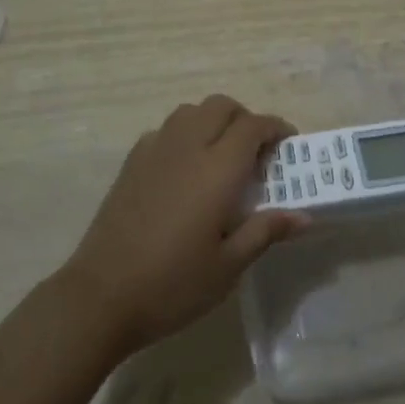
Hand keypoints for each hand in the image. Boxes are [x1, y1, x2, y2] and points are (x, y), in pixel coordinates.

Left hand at [61, 94, 306, 353]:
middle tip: (257, 152)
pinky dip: (184, 134)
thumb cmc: (172, 285)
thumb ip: (265, 232)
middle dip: (245, 118)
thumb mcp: (228, 267)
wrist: (100, 297)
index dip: (276, 128)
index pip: (253, 126)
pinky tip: (185, 169)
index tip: (288, 145)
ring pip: (191, 111)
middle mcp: (187, 147)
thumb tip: (304, 216)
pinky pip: (165, 130)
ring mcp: (154, 151)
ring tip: (221, 156)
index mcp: (217, 170)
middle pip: (221, 106)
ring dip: (213, 121)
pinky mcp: (131, 163)